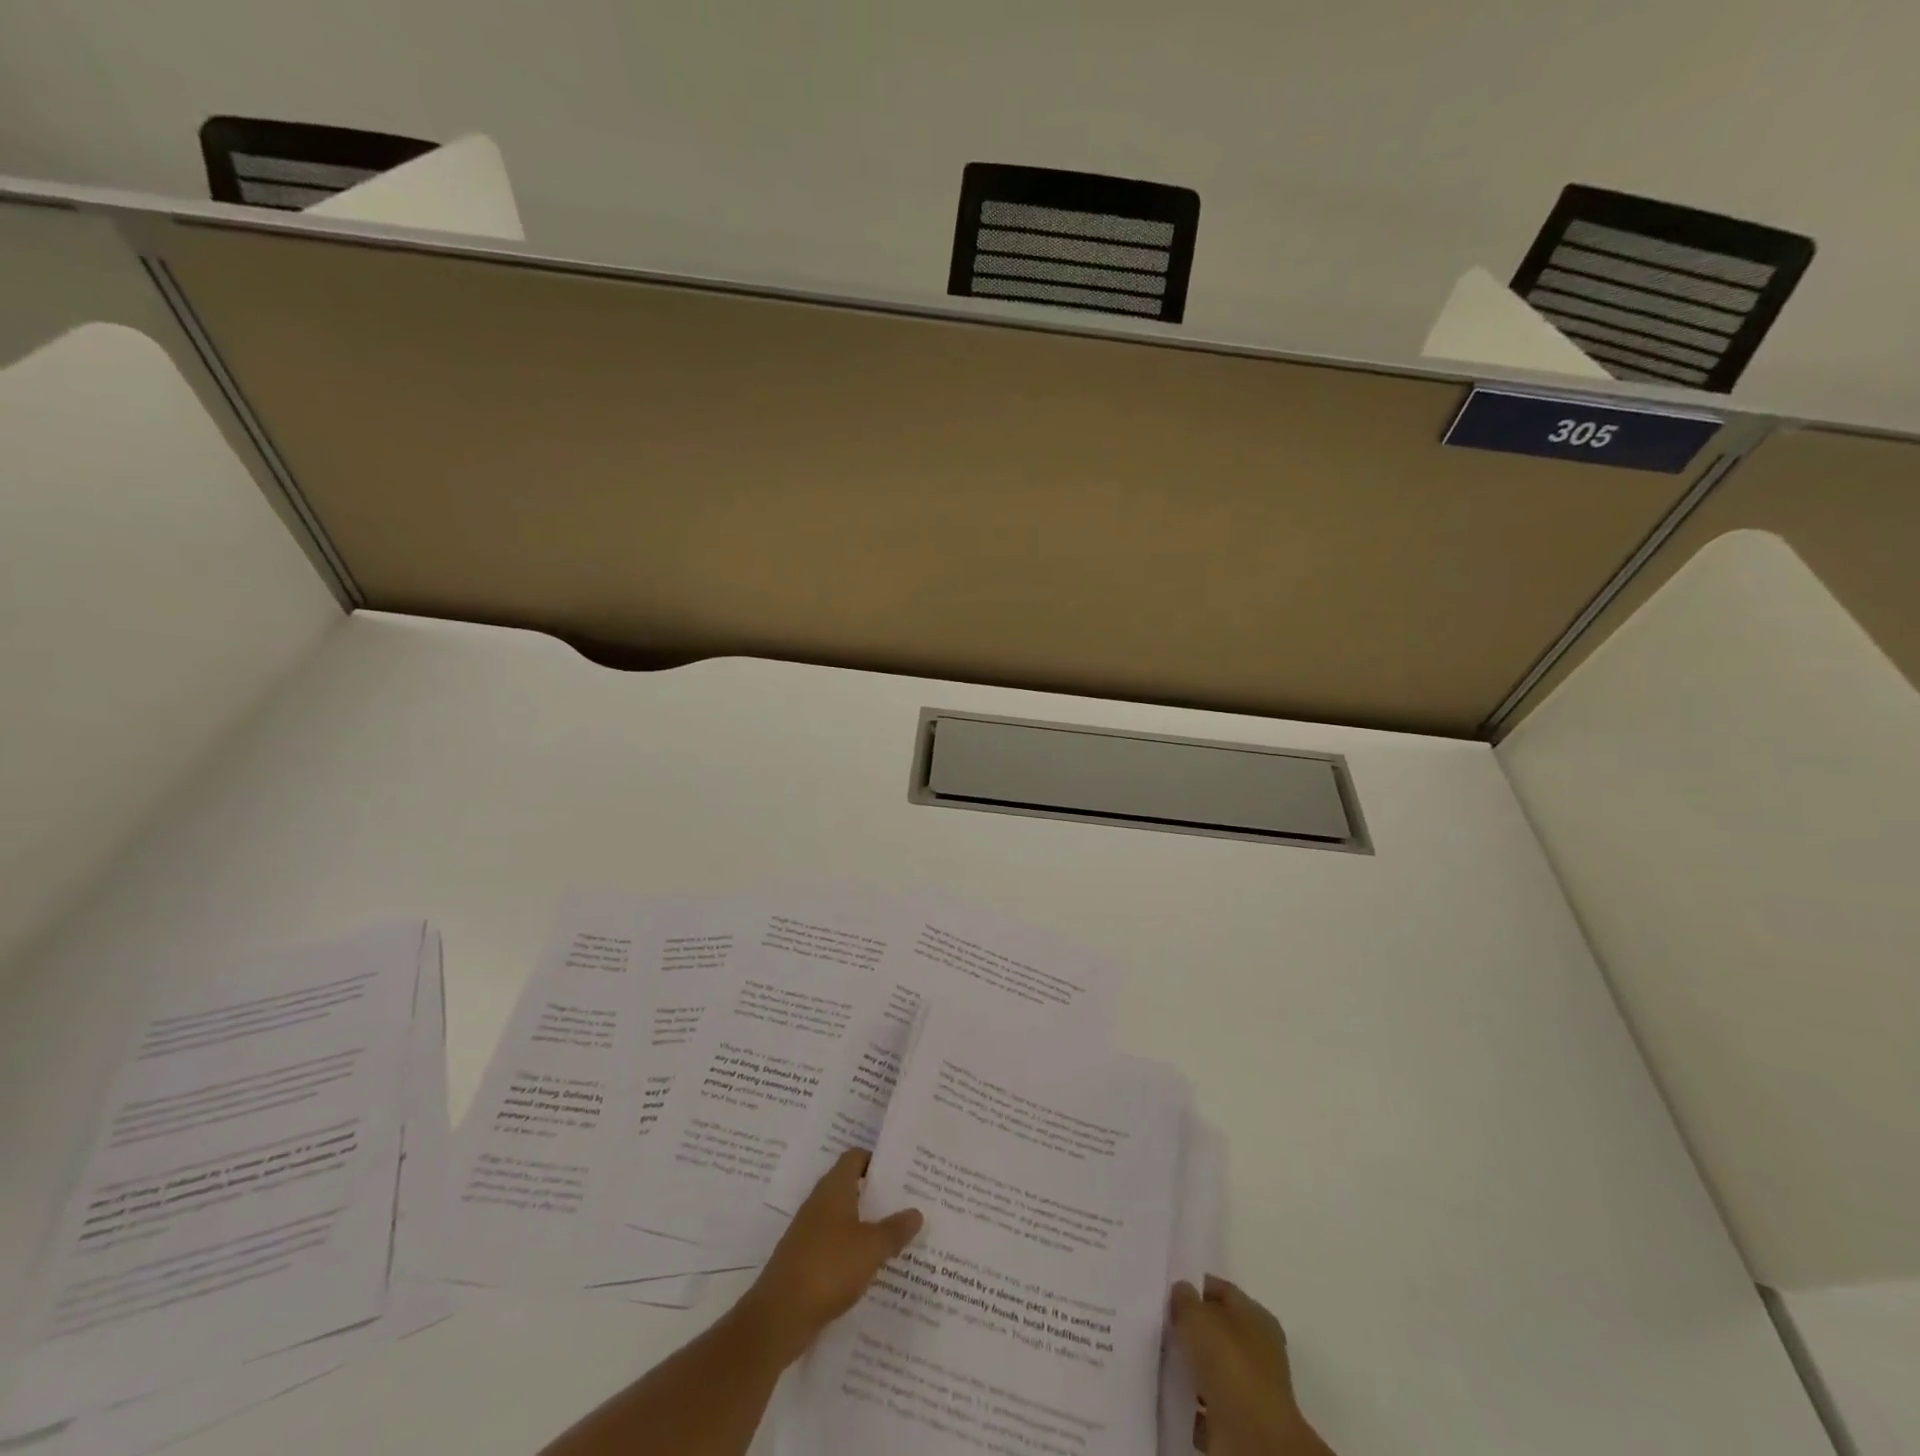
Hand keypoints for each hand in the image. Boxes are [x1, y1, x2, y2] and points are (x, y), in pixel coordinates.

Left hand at [734, 1149, 923, 1366]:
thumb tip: (917, 1212)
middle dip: (878, 1195)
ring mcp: (810, 1233)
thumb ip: (895, 1229)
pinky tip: (873, 1267)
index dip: (877, 1159)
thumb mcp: (871, 1248)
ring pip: (845, 1219)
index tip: (902, 1170)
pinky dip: (854, 1251)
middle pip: (852, 1187)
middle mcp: (820, 1203)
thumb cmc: (828, 1268)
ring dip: (868, 1225)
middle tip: (909, 1202)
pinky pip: (836, 1246)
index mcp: (834, 1189)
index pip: (855, 1157)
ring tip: (898, 1234)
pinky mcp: (806, 1261)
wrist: (778, 1317)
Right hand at [1171, 1277, 1332, 1455]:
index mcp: (1257, 1316)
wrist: (1251, 1438)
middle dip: (1192, 1329)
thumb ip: (1185, 1299)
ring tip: (1163, 1360)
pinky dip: (1193, 1401)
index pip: (1222, 1291)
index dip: (1196, 1288)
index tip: (1168, 1293)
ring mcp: (1251, 1388)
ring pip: (1213, 1367)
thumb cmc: (1228, 1362)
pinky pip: (1209, 1403)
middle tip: (1162, 1326)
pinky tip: (1174, 1393)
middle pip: (1218, 1330)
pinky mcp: (1240, 1422)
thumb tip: (1182, 1293)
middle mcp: (1259, 1349)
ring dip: (1192, 1367)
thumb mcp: (1197, 1315)